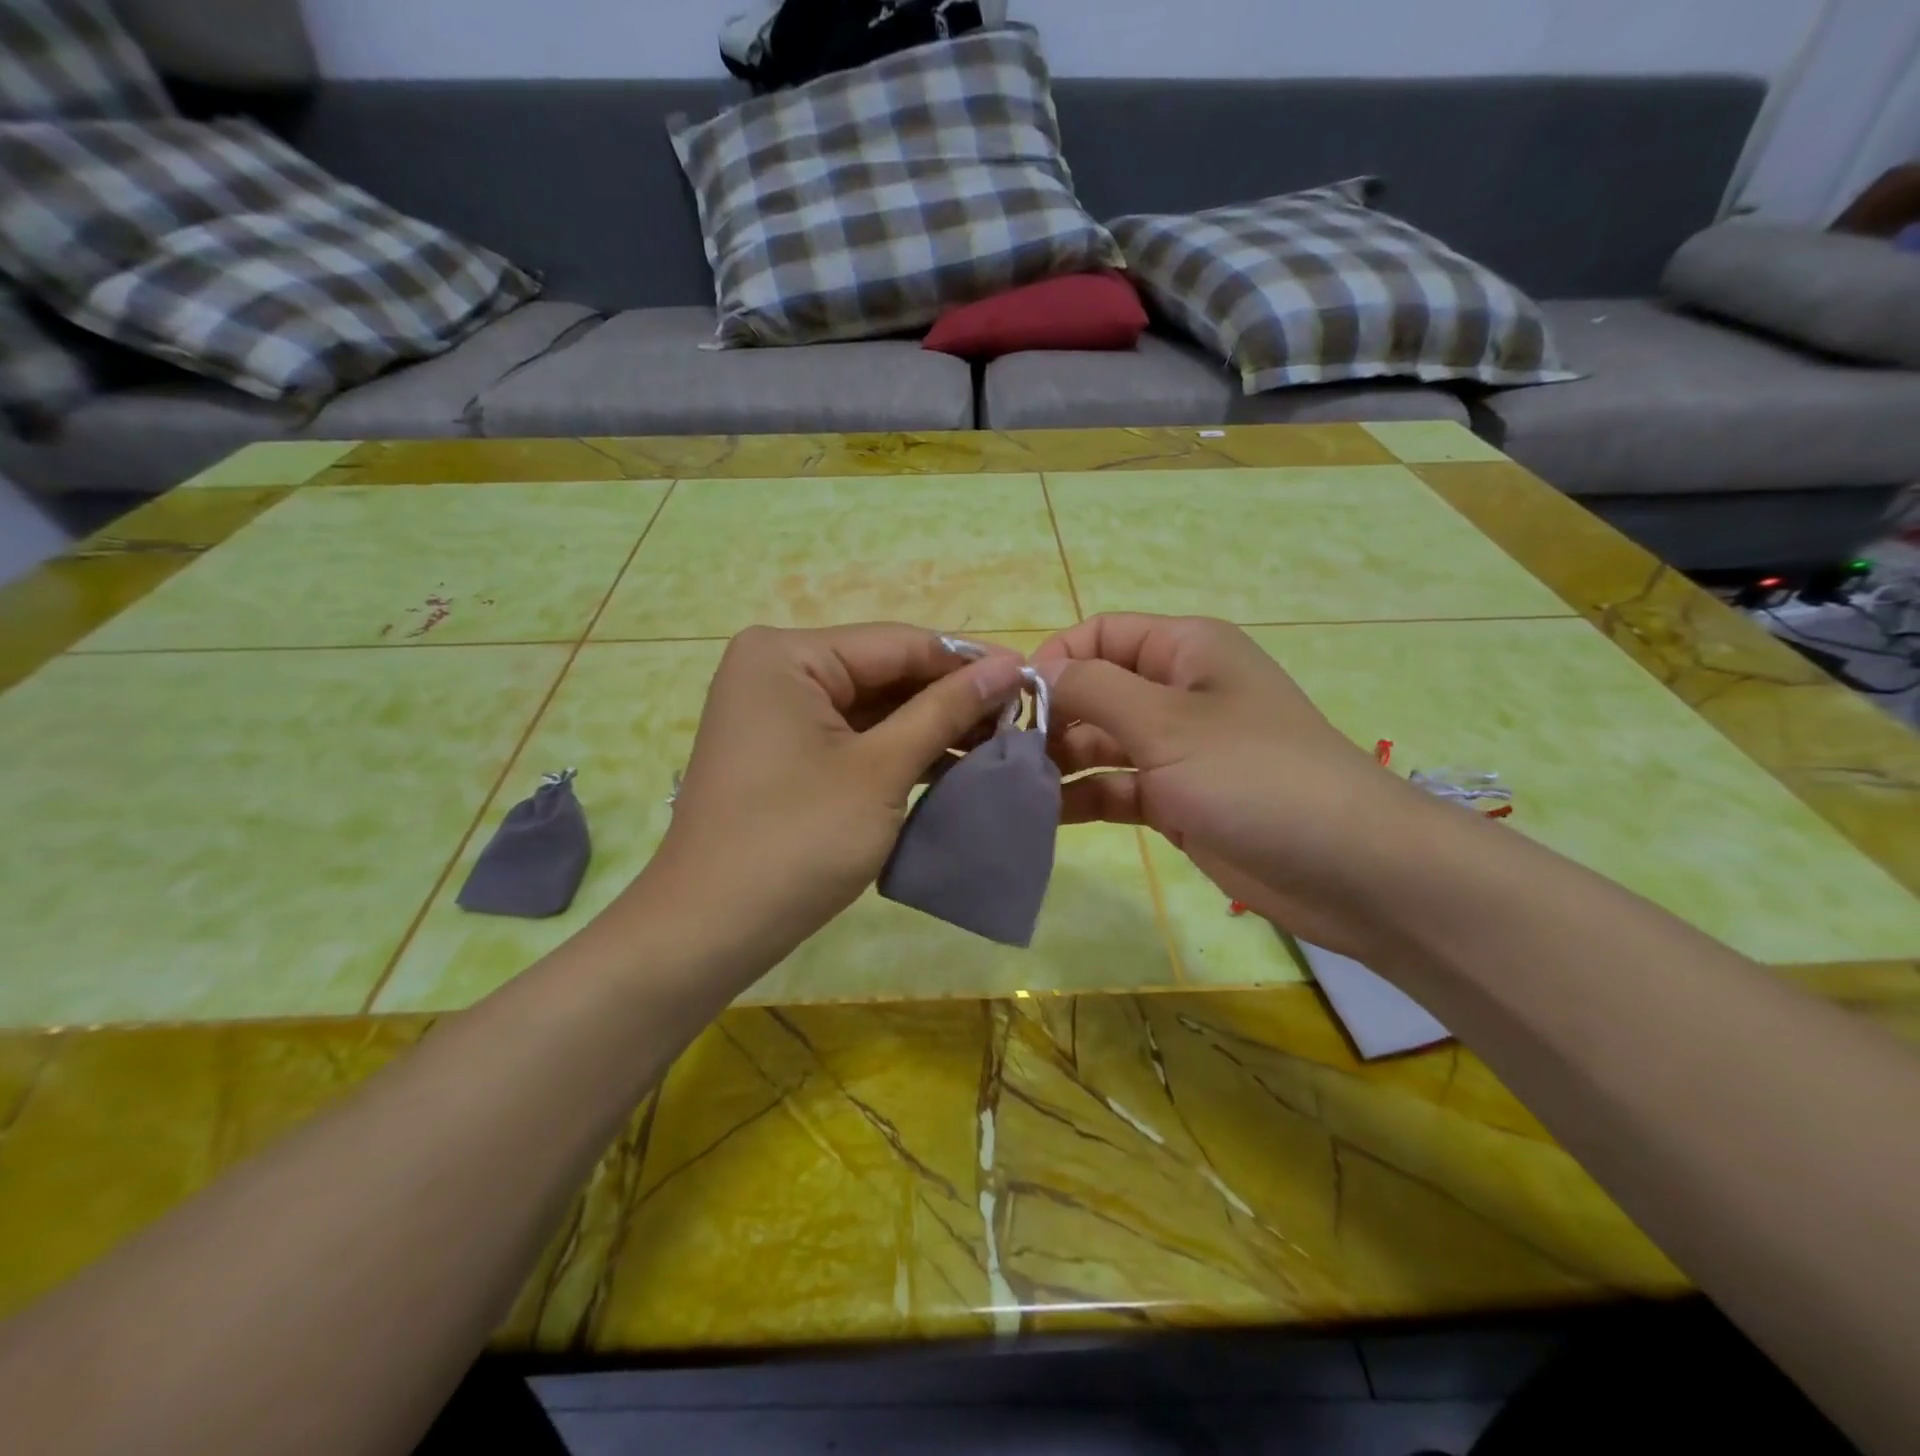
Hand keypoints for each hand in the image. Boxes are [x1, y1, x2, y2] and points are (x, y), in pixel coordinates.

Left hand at [637, 624, 1024, 983]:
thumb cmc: (796, 841)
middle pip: (884, 672)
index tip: (1032, 676)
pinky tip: (953, 761)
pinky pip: (854, 737)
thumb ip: (944, 711)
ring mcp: (777, 714)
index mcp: (787, 654)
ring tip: (1001, 740)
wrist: (708, 932)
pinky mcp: (785, 753)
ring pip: (872, 707)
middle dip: (950, 697)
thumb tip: (1008, 666)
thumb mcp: (881, 770)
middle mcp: (777, 670)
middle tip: (1023, 716)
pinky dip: (899, 750)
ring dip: (931, 726)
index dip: (968, 661)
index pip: (897, 643)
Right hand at [1032, 614, 1436, 956]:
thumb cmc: (1256, 775)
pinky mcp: (1175, 800)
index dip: (1054, 659)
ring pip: (1100, 742)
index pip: (1100, 634)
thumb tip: (1034, 671)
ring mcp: (1176, 749)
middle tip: (998, 753)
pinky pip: (1114, 787)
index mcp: (1185, 651)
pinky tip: (1038, 816)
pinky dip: (1080, 797)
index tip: (1010, 702)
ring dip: (1058, 760)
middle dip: (1049, 716)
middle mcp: (1177, 692)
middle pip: (1095, 689)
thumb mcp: (1168, 723)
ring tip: (1008, 786)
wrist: (1349, 869)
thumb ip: (1093, 690)